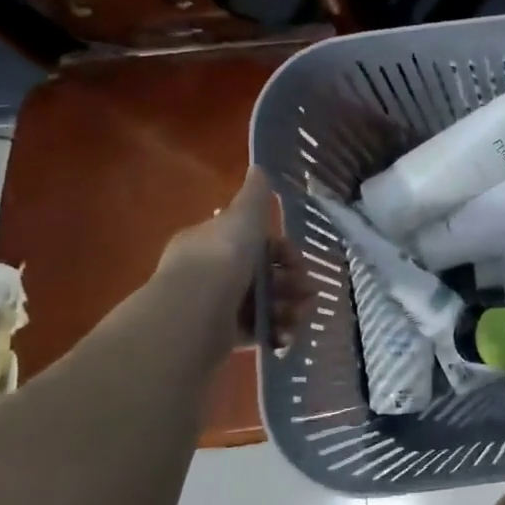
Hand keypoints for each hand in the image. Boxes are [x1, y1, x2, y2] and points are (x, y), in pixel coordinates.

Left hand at [156, 166, 305, 347]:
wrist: (194, 312)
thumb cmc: (222, 258)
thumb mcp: (244, 218)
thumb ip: (254, 196)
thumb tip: (259, 167)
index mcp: (212, 241)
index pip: (253, 242)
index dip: (283, 251)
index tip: (301, 261)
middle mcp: (211, 272)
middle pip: (262, 275)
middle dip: (291, 283)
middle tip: (310, 293)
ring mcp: (214, 305)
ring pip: (262, 303)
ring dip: (288, 309)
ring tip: (301, 317)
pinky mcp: (219, 335)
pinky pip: (255, 331)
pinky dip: (274, 333)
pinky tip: (287, 336)